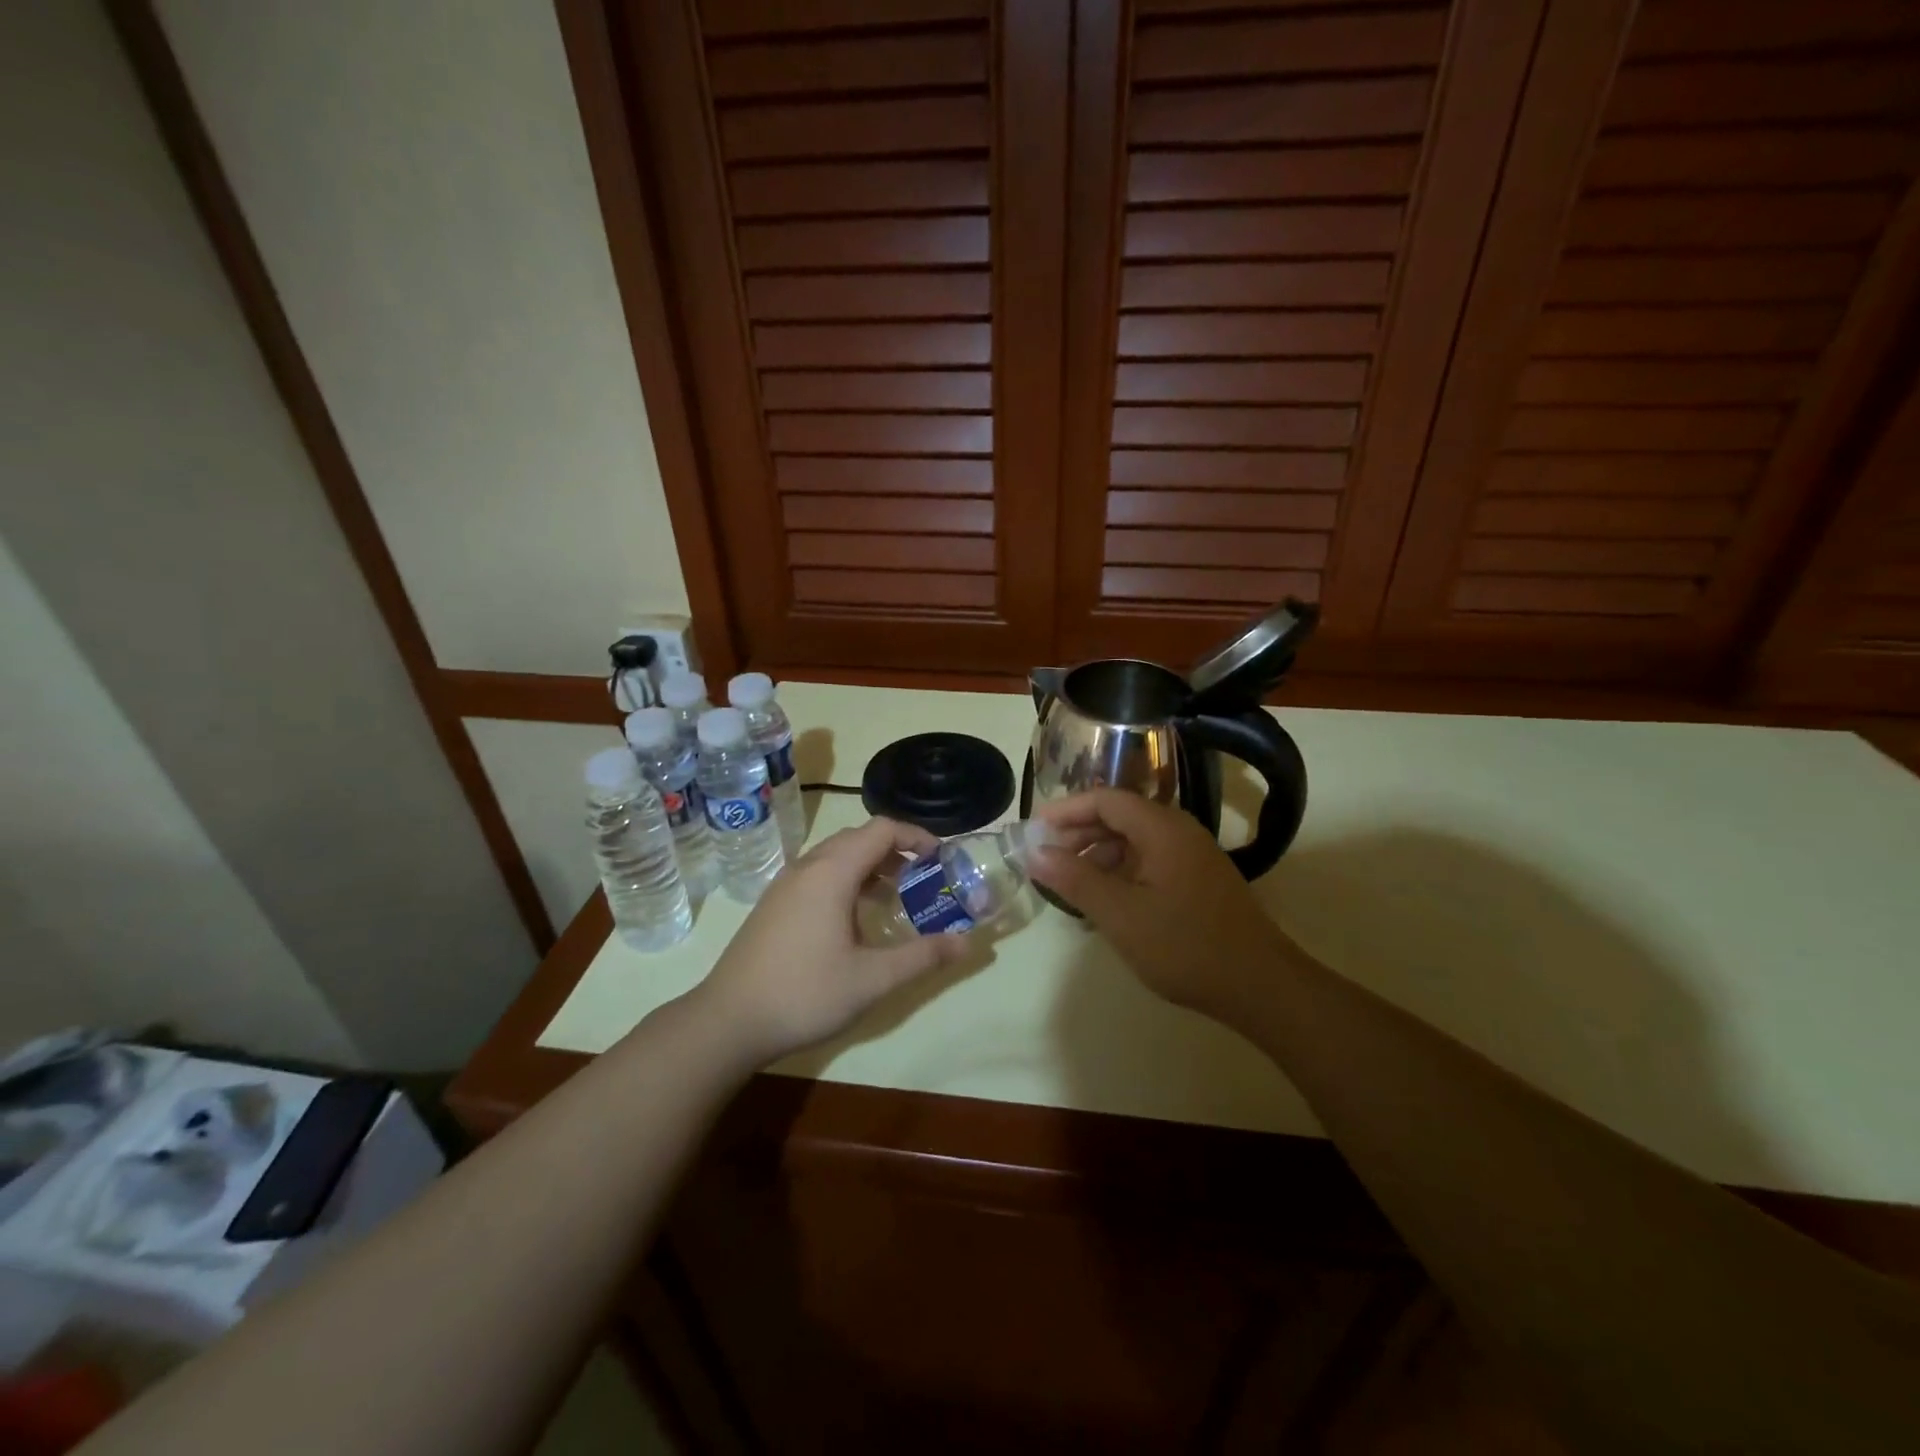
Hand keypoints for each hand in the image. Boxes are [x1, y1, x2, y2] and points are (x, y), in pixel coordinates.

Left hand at [692, 818, 968, 1065]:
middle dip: (896, 850)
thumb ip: (923, 956)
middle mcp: (808, 867)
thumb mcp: (873, 979)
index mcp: (832, 872)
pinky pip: (819, 874)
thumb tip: (968, 943)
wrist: (728, 1021)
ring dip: (870, 865)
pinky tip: (855, 919)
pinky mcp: (774, 904)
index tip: (941, 859)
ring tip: (895, 896)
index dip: (916, 836)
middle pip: (859, 837)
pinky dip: (846, 879)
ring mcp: (786, 884)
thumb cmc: (805, 993)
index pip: (882, 829)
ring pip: (836, 855)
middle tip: (924, 878)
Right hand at [1028, 790, 1294, 1016]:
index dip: (1066, 810)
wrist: (1260, 986)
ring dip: (1099, 854)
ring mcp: (1192, 855)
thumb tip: (1035, 852)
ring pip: (1135, 840)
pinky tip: (1106, 900)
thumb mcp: (1120, 915)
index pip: (1105, 799)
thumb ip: (1075, 879)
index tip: (1034, 829)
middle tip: (1046, 857)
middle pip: (1120, 816)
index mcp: (1162, 828)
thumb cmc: (1185, 946)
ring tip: (1071, 882)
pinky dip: (1121, 871)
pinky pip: (1150, 860)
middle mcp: (1179, 831)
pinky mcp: (1199, 879)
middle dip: (1079, 832)